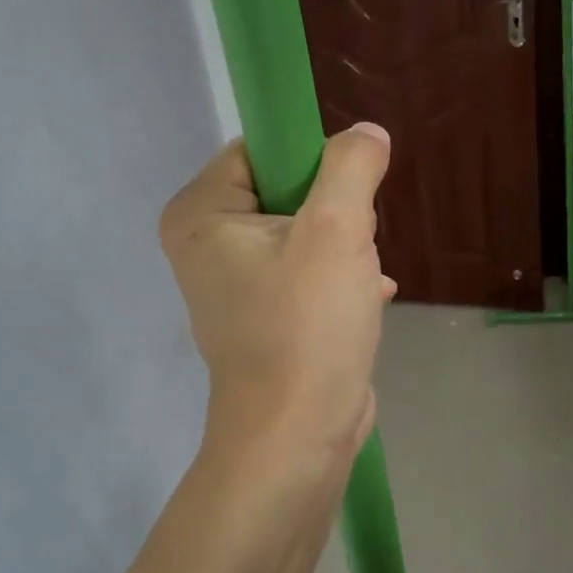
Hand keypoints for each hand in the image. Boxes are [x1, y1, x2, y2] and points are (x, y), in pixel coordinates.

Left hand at [160, 124, 395, 488]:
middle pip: (286, 190)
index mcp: (200, 214)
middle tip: (355, 243)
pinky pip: (307, 273)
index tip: (348, 193)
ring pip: (305, 233)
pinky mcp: (265, 317)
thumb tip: (365, 133)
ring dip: (345, 248)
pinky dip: (340, 279)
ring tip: (362, 278)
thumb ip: (352, 166)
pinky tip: (371, 296)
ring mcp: (235, 285)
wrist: (297, 439)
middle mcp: (207, 245)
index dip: (312, 160)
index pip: (260, 149)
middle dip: (335, 213)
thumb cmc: (306, 327)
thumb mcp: (338, 231)